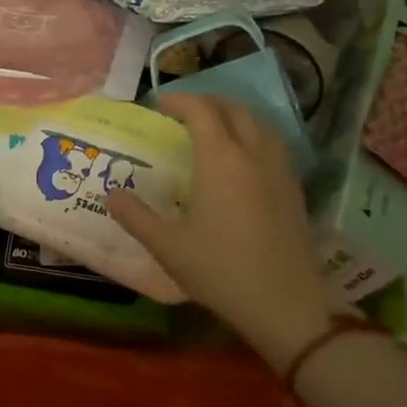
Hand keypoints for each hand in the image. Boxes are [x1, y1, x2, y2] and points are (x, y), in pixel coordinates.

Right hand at [108, 94, 336, 371]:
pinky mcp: (295, 190)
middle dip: (207, 103)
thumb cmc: (221, 271)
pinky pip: (274, 145)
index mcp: (221, 160)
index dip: (179, 101)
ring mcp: (280, 171)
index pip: (201, 111)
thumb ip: (136, 216)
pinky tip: (242, 159)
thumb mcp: (167, 246)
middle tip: (183, 113)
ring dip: (234, 116)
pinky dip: (253, 136)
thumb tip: (111, 195)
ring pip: (260, 124)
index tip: (158, 105)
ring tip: (213, 129)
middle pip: (234, 110)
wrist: (286, 305)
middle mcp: (254, 155)